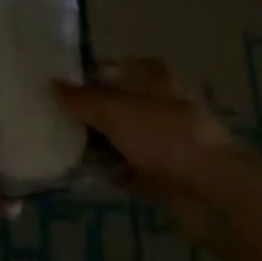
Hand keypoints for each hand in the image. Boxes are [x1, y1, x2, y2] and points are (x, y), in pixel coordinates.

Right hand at [52, 58, 235, 197]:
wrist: (211, 193)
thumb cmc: (164, 137)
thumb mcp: (114, 111)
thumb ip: (81, 99)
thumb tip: (52, 84)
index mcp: (153, 75)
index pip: (111, 67)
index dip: (84, 75)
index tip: (55, 86)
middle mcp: (158, 101)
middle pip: (113, 102)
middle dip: (86, 112)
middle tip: (49, 117)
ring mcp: (161, 138)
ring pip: (118, 135)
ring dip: (95, 142)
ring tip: (58, 145)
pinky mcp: (161, 171)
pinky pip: (125, 165)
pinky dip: (108, 168)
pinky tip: (80, 172)